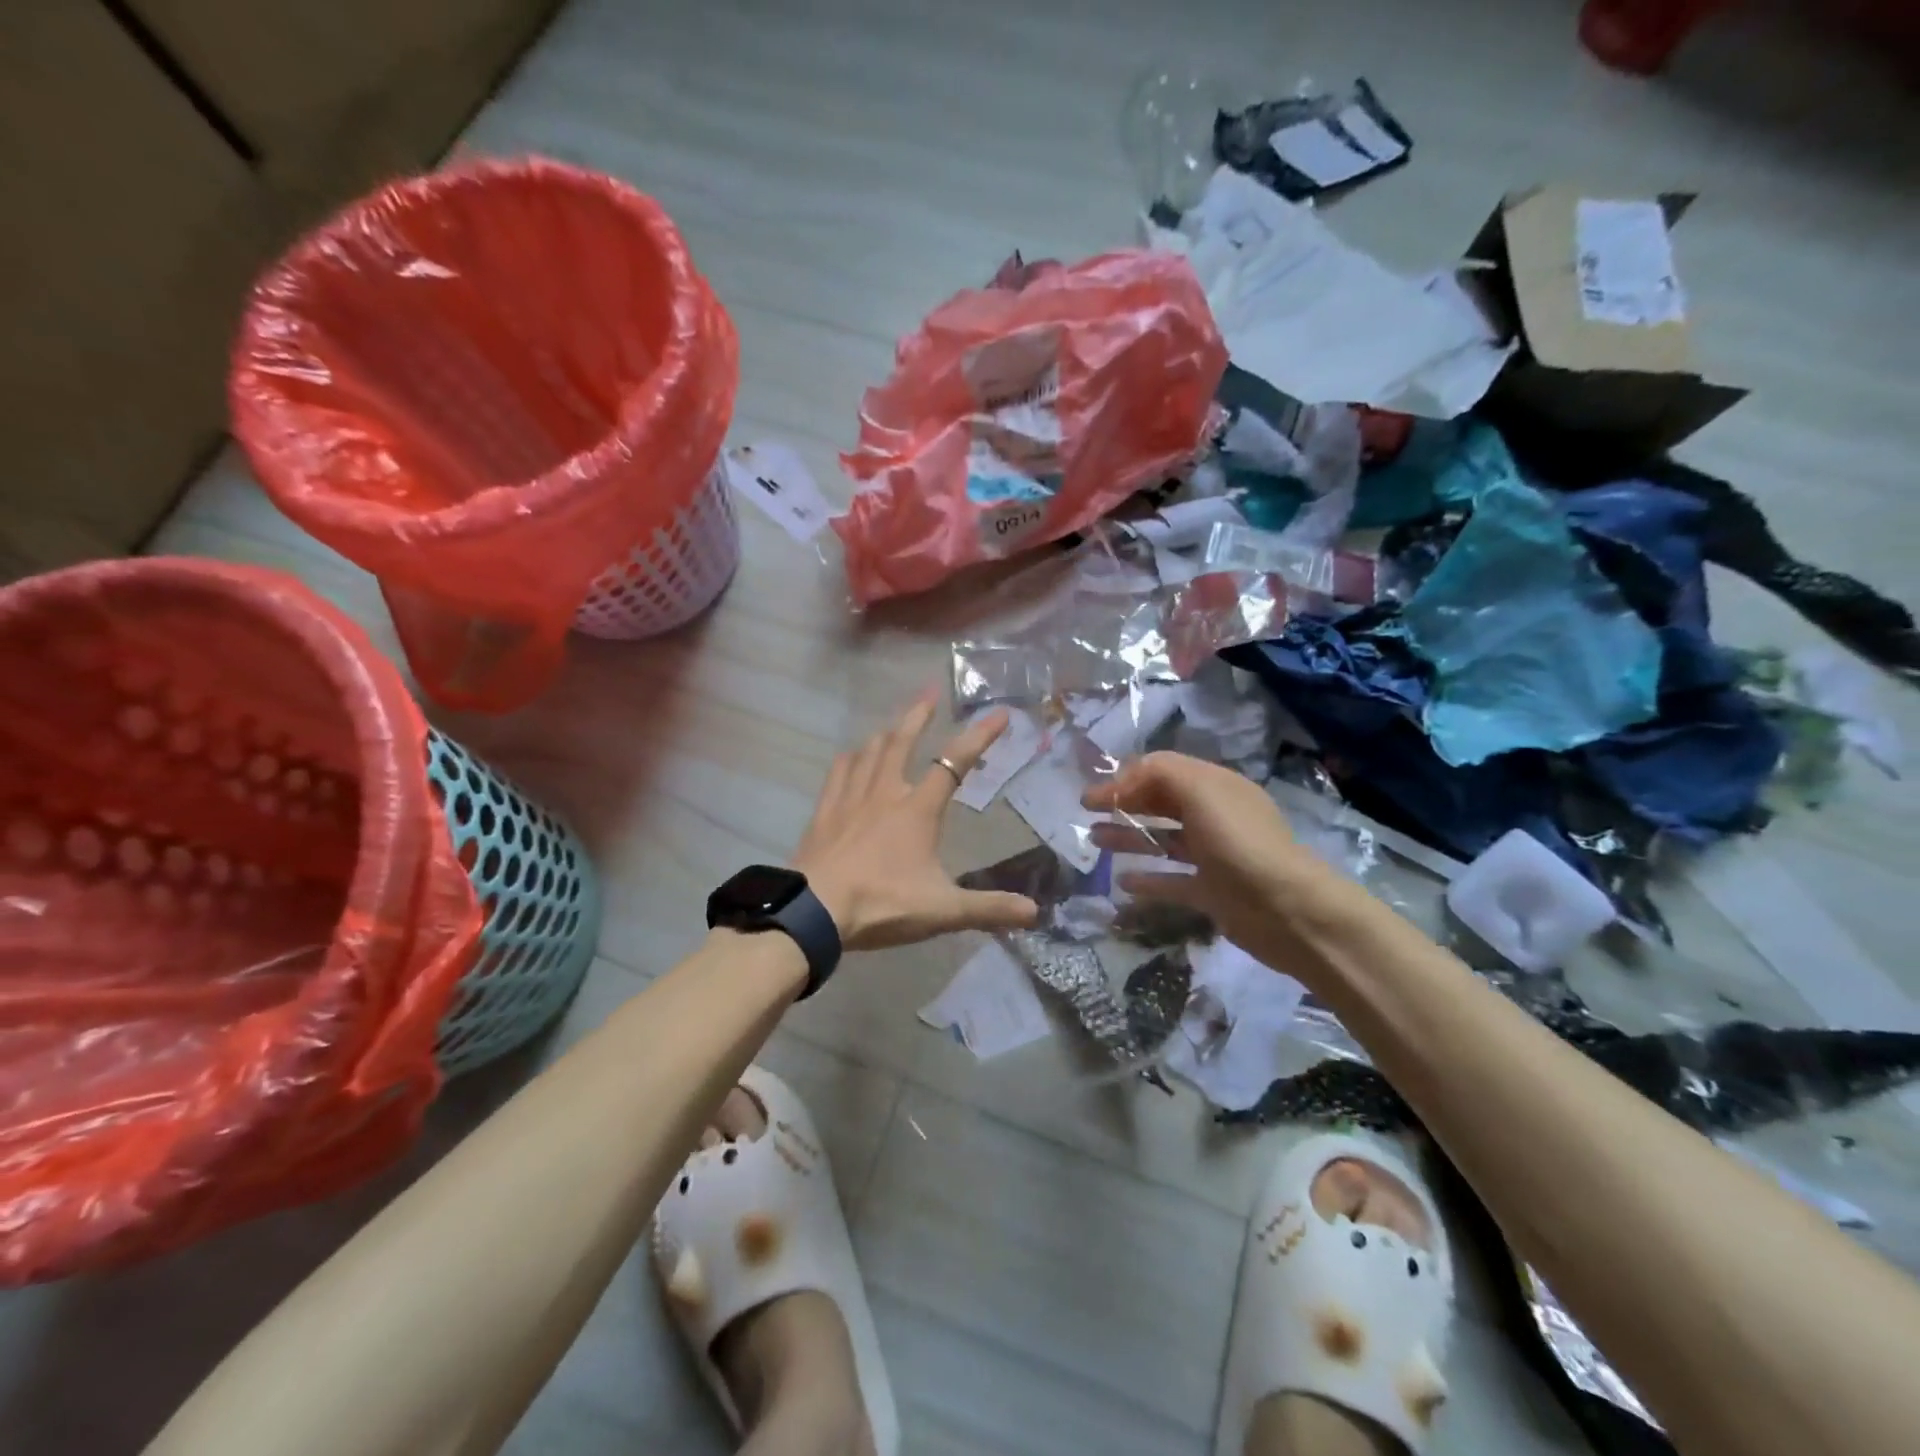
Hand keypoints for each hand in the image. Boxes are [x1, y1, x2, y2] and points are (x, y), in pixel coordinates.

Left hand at [793, 694, 1040, 950]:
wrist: (815, 913)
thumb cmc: (883, 904)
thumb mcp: (943, 910)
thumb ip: (989, 909)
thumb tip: (1034, 912)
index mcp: (917, 809)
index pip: (954, 763)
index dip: (979, 737)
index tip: (1000, 714)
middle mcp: (885, 793)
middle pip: (902, 742)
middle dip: (919, 714)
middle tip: (929, 691)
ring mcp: (850, 800)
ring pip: (869, 752)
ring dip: (885, 732)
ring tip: (894, 723)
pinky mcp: (824, 813)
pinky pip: (838, 773)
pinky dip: (850, 759)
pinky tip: (850, 756)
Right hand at [1081, 752, 1349, 964]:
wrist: (1288, 911)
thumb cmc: (1240, 843)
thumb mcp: (1200, 792)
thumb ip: (1160, 774)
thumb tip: (1121, 782)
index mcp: (1214, 786)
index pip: (1162, 770)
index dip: (1125, 778)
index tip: (1093, 796)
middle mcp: (1214, 816)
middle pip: (1161, 803)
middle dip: (1124, 804)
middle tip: (1087, 813)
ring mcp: (1213, 856)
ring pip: (1163, 840)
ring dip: (1129, 838)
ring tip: (1094, 842)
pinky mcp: (1212, 893)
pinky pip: (1172, 881)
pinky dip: (1148, 879)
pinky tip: (1122, 882)